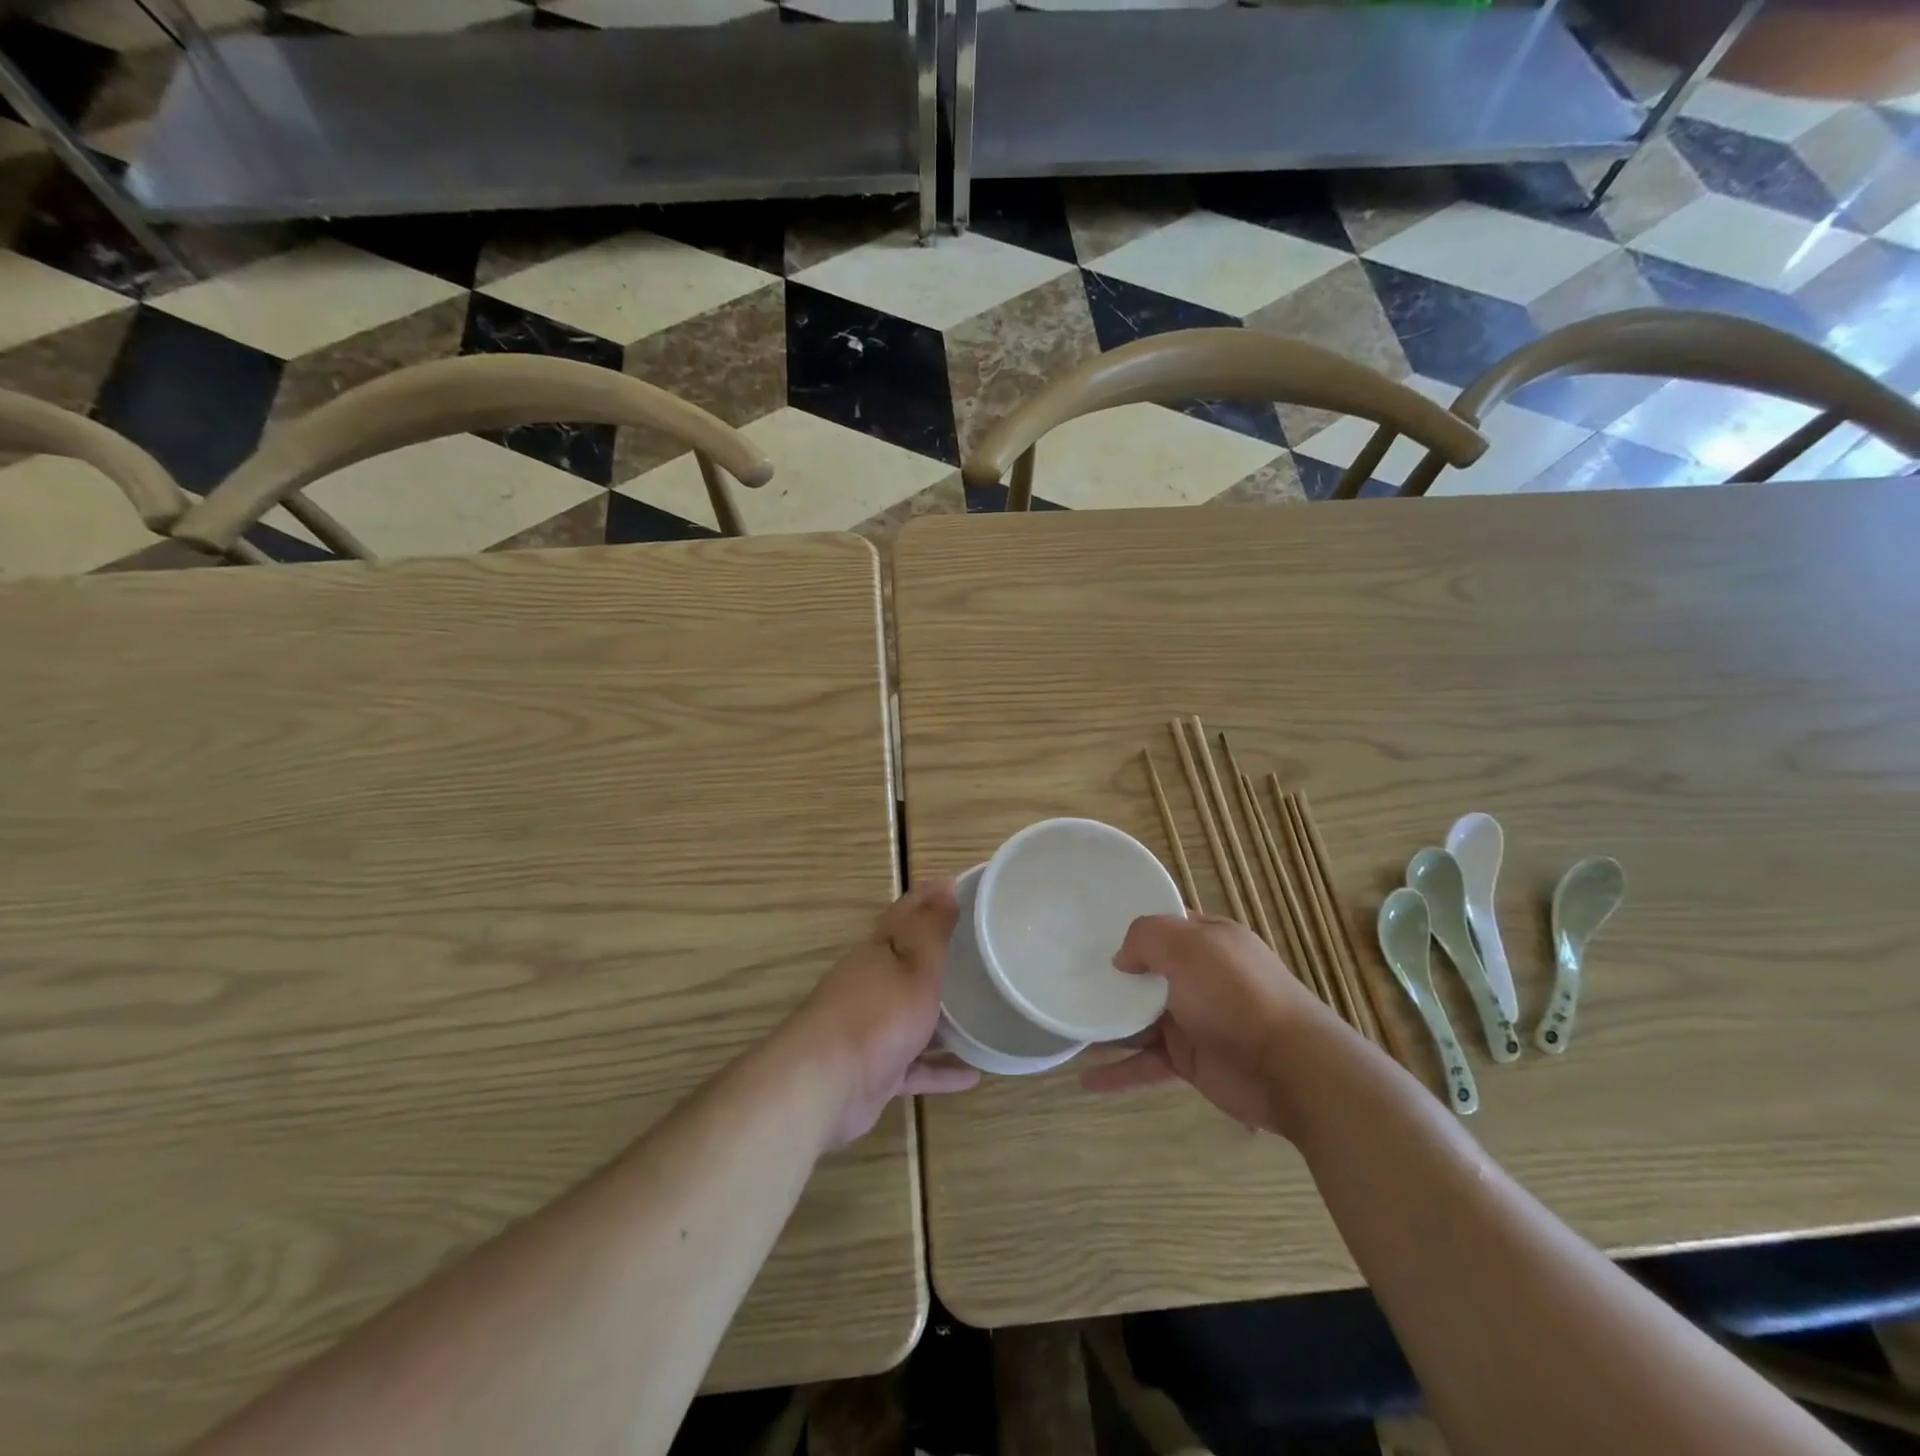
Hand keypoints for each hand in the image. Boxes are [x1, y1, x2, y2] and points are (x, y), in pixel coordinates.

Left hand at [790, 880, 979, 1147]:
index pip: (904, 914)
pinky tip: (972, 1074)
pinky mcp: (875, 1070)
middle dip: (936, 955)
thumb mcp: (915, 966)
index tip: (957, 885)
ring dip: (942, 1016)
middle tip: (979, 949)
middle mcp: (871, 984)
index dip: (928, 897)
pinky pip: (915, 1064)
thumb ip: (932, 930)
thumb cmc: (877, 1015)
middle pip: (907, 963)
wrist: (824, 1085)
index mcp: (878, 952)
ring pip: (912, 1015)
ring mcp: (871, 1029)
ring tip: (982, 1013)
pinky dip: (939, 1067)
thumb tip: (944, 886)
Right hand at [1082, 914, 1332, 1136]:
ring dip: (1106, 1023)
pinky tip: (1086, 1080)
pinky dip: (1119, 1071)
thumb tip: (1122, 960)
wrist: (1290, 1068)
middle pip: (1145, 972)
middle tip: (1065, 975)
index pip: (1163, 924)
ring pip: (1139, 1019)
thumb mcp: (1190, 946)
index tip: (1088, 927)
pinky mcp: (1190, 1061)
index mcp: (1206, 940)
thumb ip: (1147, 938)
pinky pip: (1146, 1063)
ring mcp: (1194, 1020)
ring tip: (1066, 1025)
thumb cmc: (1238, 994)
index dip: (1129, 924)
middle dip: (1109, 975)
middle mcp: (1199, 977)